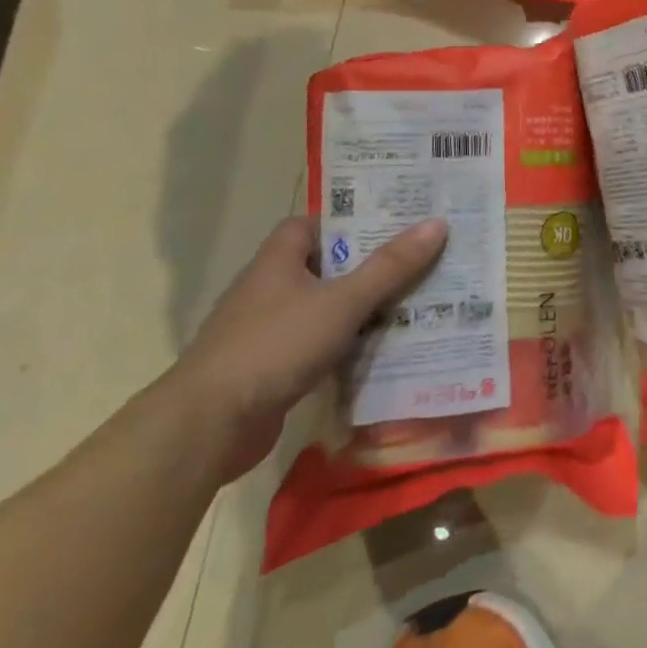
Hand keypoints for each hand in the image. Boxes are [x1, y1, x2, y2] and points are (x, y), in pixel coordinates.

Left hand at [174, 216, 446, 479]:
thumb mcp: (343, 301)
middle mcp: (267, 291)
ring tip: (413, 305)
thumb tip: (437, 223)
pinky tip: (380, 352)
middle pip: (322, 267)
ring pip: (323, 309)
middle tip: (417, 263)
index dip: (347, 222)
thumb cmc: (275, 346)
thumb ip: (390, 266)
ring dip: (360, 309)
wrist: (209, 425)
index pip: (309, 226)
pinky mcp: (270, 370)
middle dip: (367, 266)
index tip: (391, 226)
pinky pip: (317, 346)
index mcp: (277, 262)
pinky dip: (346, 346)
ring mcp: (266, 332)